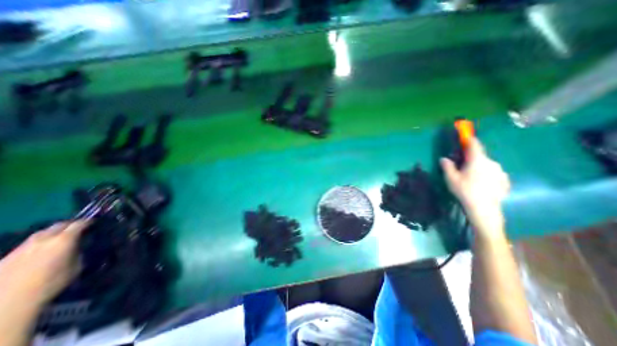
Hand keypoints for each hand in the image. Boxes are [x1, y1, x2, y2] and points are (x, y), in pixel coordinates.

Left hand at [0, 221, 89, 307]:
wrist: (8, 303)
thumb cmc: (52, 283)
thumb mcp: (77, 266)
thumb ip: (77, 252)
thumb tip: (77, 247)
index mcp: (64, 239)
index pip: (79, 224)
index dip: (88, 222)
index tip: (94, 223)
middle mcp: (44, 239)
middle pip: (59, 225)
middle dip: (69, 225)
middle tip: (77, 229)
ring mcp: (23, 247)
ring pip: (41, 233)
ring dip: (53, 233)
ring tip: (59, 239)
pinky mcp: (7, 256)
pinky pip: (29, 244)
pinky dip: (39, 243)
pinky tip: (41, 251)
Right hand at [444, 138, 511, 237]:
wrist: (484, 209)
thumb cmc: (465, 191)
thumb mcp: (451, 178)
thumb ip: (447, 166)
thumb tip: (444, 158)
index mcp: (477, 160)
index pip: (474, 145)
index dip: (469, 138)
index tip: (465, 134)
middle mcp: (491, 162)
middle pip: (480, 156)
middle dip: (471, 158)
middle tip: (462, 166)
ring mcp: (500, 171)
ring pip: (487, 165)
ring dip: (479, 167)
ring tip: (471, 178)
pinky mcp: (504, 180)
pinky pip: (493, 173)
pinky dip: (486, 175)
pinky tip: (480, 184)